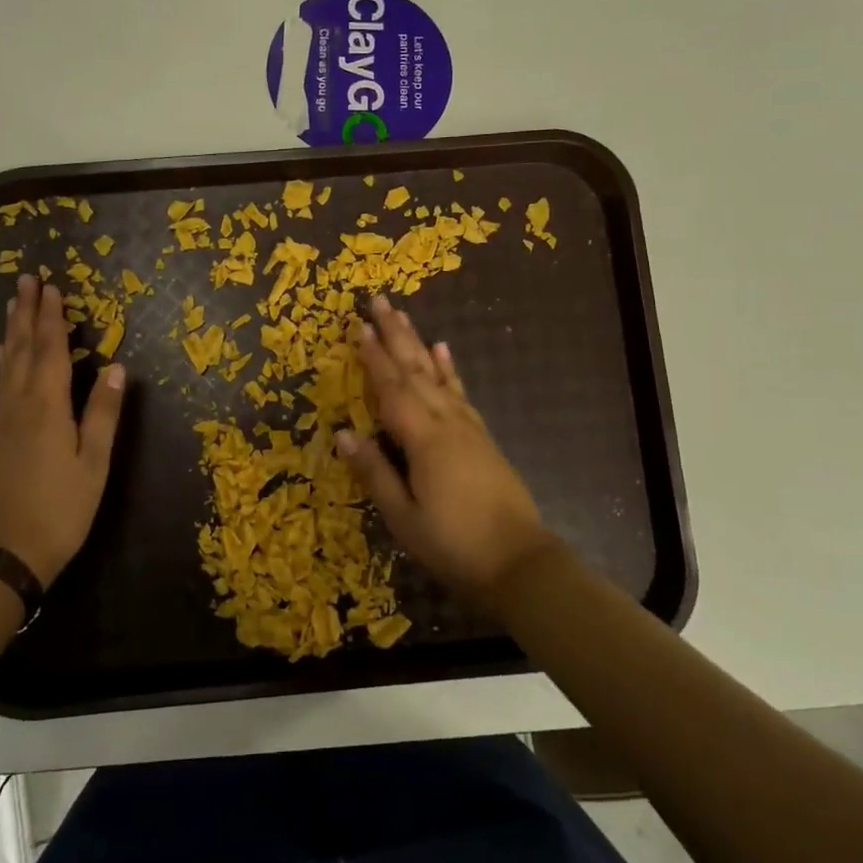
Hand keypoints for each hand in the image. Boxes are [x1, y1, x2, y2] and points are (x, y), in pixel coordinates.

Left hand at [0, 274, 125, 587]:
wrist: (4, 555)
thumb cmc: (59, 510)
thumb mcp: (93, 464)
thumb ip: (103, 414)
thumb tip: (118, 367)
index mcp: (47, 407)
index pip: (50, 350)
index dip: (52, 318)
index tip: (52, 287)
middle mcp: (21, 405)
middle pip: (23, 349)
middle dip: (27, 313)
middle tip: (27, 280)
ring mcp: (6, 421)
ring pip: (9, 363)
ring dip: (15, 330)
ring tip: (16, 306)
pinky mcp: (0, 437)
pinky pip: (4, 382)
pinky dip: (7, 360)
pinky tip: (5, 357)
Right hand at [336, 296, 556, 600]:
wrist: (518, 561)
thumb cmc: (453, 544)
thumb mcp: (403, 517)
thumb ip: (375, 472)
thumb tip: (344, 433)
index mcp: (423, 440)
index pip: (391, 389)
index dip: (373, 357)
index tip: (359, 326)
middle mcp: (446, 422)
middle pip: (415, 370)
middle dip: (395, 334)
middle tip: (379, 301)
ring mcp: (467, 426)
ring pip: (437, 374)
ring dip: (418, 343)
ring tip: (404, 316)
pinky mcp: (482, 436)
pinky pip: (461, 392)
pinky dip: (450, 369)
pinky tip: (443, 351)